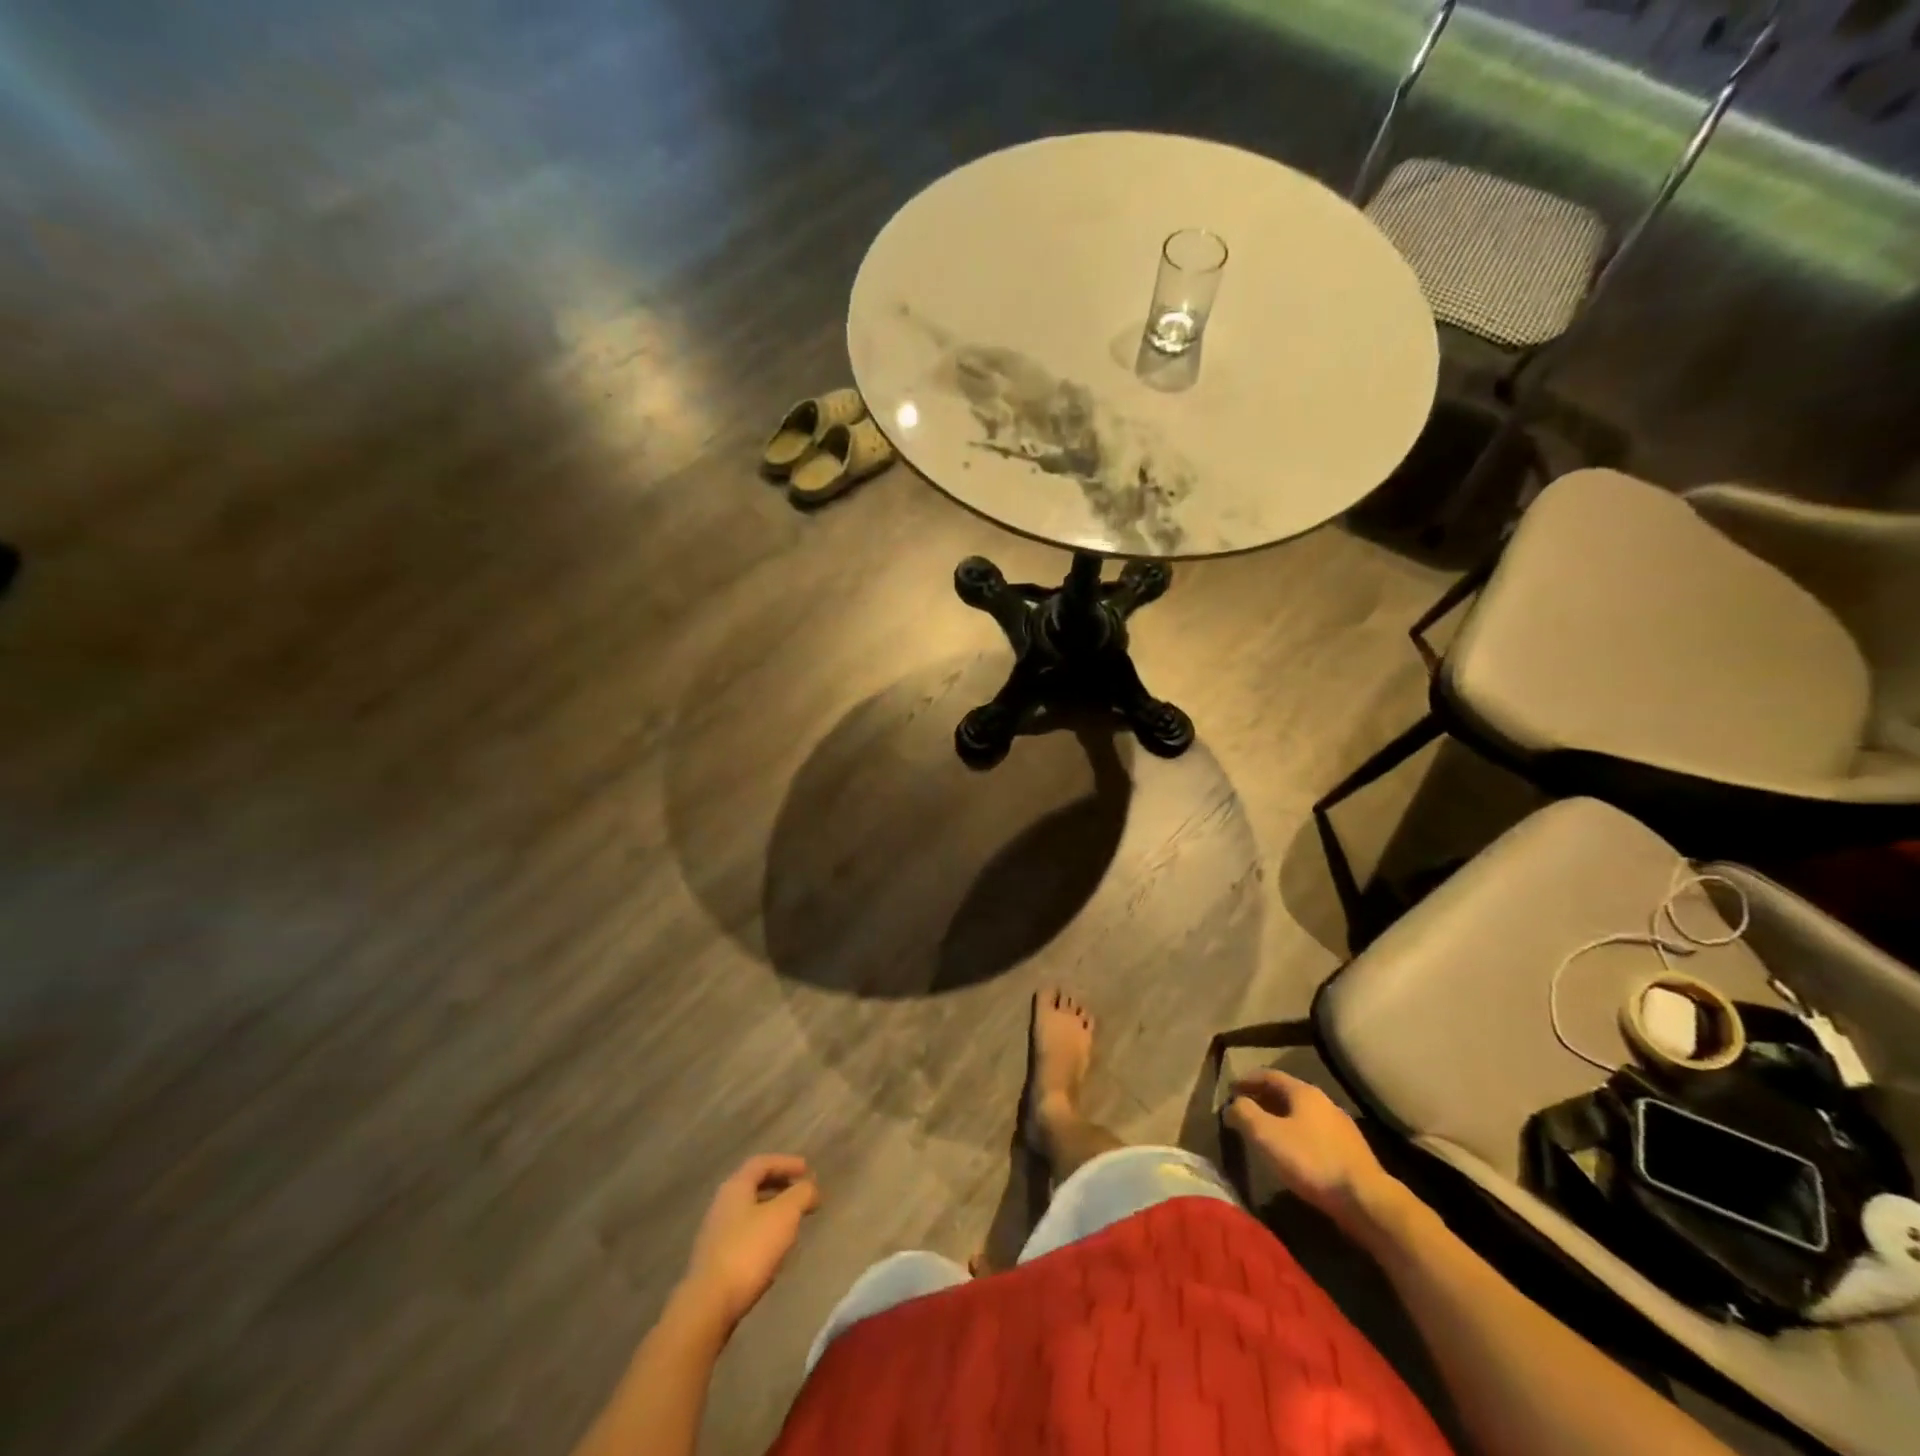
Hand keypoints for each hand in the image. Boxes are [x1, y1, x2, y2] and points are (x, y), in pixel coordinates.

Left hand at [681, 1155, 820, 1328]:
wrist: (709, 1306)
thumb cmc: (749, 1251)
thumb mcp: (784, 1215)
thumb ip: (801, 1195)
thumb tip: (811, 1188)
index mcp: (735, 1187)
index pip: (762, 1163)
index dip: (786, 1163)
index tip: (808, 1170)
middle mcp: (721, 1205)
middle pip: (754, 1186)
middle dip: (780, 1186)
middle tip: (802, 1193)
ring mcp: (715, 1234)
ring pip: (749, 1211)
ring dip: (773, 1211)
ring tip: (793, 1222)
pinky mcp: (715, 1261)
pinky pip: (744, 1235)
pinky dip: (763, 1233)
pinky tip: (774, 1250)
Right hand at [1225, 1070, 1394, 1233]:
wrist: (1366, 1200)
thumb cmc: (1311, 1160)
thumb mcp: (1267, 1135)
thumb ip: (1245, 1114)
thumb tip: (1233, 1104)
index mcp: (1304, 1092)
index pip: (1269, 1076)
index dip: (1247, 1080)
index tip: (1230, 1089)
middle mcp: (1324, 1102)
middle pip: (1287, 1093)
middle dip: (1264, 1098)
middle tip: (1245, 1109)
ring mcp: (1342, 1127)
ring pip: (1303, 1114)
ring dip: (1282, 1118)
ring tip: (1266, 1131)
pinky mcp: (1352, 1151)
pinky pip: (1316, 1133)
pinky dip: (1298, 1134)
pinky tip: (1294, 1152)